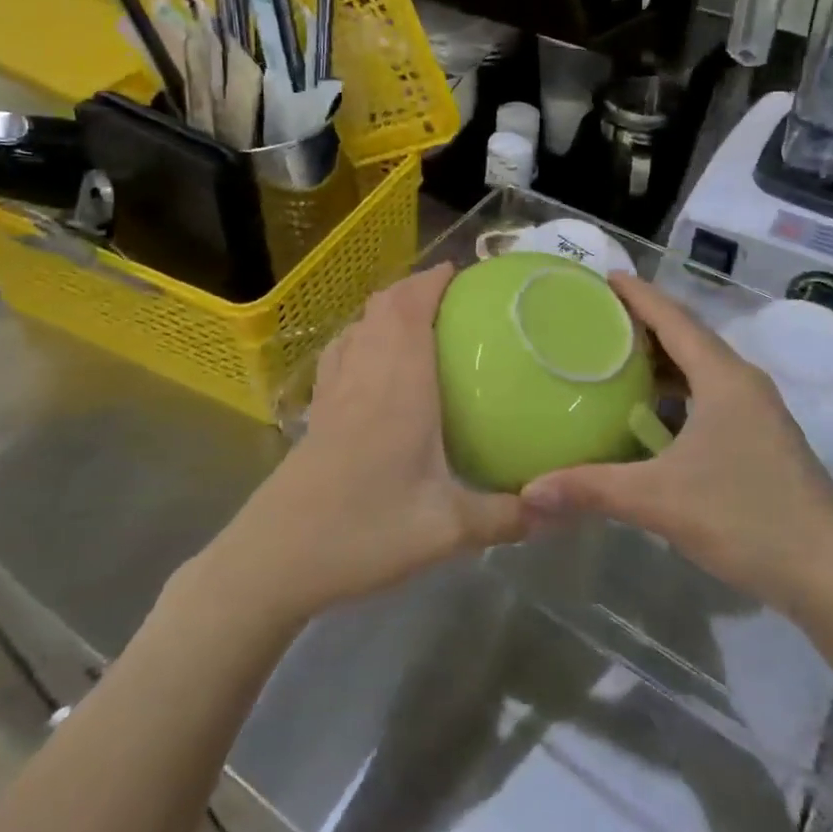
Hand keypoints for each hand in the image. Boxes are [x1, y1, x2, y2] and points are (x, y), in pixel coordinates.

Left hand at [206, 264, 526, 623]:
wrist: (275, 558)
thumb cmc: (364, 532)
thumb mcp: (447, 531)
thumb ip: (504, 517)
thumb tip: (557, 509)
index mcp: (399, 384)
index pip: (411, 308)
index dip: (432, 280)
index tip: (462, 272)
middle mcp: (364, 373)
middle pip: (383, 307)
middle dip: (414, 287)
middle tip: (450, 294)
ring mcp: (334, 390)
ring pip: (358, 325)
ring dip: (386, 309)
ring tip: (417, 318)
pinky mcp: (317, 412)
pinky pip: (341, 352)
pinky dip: (361, 336)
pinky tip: (373, 362)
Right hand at [521, 273, 832, 617]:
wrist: (831, 575)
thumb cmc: (746, 519)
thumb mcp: (660, 500)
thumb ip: (591, 490)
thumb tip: (528, 492)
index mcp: (723, 378)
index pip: (674, 319)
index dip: (639, 295)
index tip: (605, 276)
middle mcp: (743, 384)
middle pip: (689, 336)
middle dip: (646, 323)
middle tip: (599, 317)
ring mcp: (758, 412)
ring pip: (703, 369)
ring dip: (664, 359)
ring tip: (619, 358)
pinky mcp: (763, 439)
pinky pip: (712, 395)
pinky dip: (680, 391)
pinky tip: (655, 414)